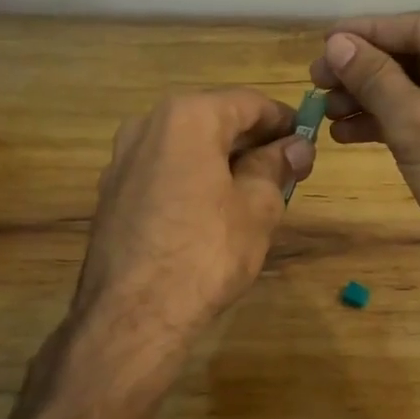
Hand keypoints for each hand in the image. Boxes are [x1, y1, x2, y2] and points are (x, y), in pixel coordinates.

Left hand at [71, 90, 314, 382]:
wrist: (132, 316)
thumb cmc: (206, 252)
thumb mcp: (257, 207)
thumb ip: (276, 166)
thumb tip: (295, 147)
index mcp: (187, 116)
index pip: (248, 103)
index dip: (283, 121)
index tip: (307, 143)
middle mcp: (148, 124)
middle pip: (215, 120)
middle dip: (253, 142)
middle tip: (287, 171)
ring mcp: (123, 159)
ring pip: (188, 146)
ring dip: (223, 160)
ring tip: (254, 193)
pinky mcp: (112, 192)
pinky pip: (165, 170)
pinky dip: (194, 178)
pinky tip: (212, 211)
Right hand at [309, 12, 419, 271]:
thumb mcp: (416, 126)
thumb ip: (375, 78)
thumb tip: (336, 43)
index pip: (418, 27)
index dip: (365, 34)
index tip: (321, 43)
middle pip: (417, 54)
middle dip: (365, 70)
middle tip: (316, 82)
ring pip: (419, 85)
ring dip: (372, 97)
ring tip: (326, 111)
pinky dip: (392, 119)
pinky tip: (349, 132)